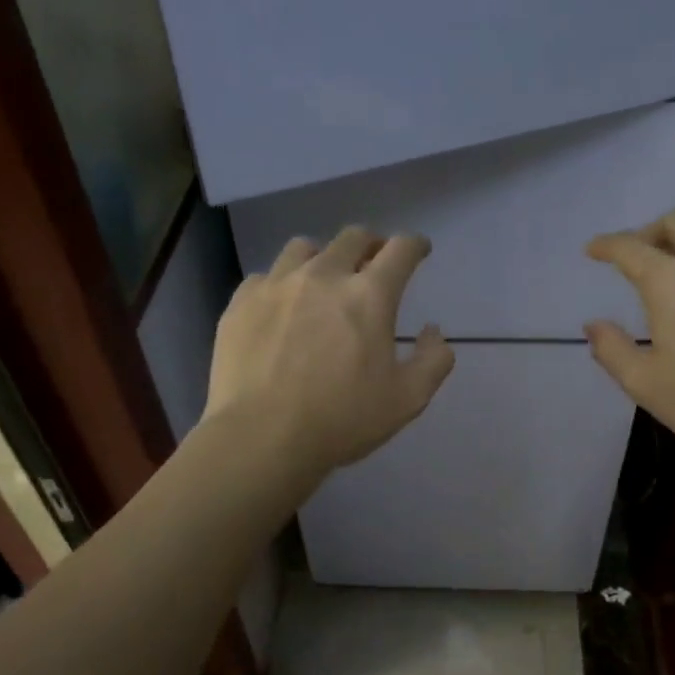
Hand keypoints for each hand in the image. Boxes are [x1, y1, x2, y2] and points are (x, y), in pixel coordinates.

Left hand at [207, 226, 455, 476]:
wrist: (261, 437)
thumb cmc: (341, 420)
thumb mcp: (407, 400)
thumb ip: (433, 360)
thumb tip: (433, 331)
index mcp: (369, 295)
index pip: (401, 249)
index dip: (415, 245)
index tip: (418, 250)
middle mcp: (323, 276)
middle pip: (352, 238)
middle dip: (370, 245)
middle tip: (372, 263)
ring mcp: (276, 285)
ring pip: (303, 248)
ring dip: (322, 257)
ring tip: (321, 280)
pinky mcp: (241, 302)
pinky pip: (265, 276)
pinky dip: (280, 284)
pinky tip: (280, 307)